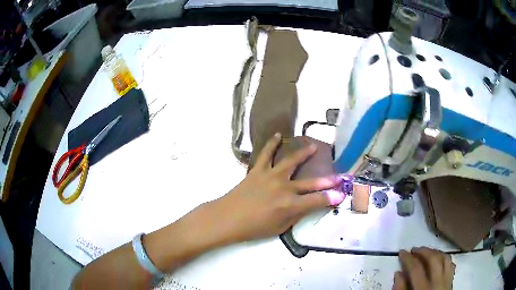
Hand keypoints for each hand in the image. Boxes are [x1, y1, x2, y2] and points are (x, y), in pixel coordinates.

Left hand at [214, 133, 344, 242]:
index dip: (331, 198)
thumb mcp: (279, 228)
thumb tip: (307, 205)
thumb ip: (296, 215)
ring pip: (291, 161)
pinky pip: (266, 153)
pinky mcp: (258, 170)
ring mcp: (271, 176)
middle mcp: (284, 188)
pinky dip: (271, 143)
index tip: (342, 194)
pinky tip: (278, 135)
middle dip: (327, 180)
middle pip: (310, 182)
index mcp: (290, 205)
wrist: (228, 218)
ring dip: (304, 153)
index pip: (317, 201)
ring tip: (313, 146)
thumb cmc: (254, 228)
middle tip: (339, 176)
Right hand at [393, 247, 454, 289]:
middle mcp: (437, 282)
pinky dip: (444, 258)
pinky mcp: (451, 281)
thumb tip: (398, 273)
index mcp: (423, 289)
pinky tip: (439, 259)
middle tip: (414, 249)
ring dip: (435, 252)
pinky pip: (450, 264)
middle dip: (423, 251)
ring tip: (427, 251)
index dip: (408, 258)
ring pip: (444, 258)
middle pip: (433, 259)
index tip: (402, 252)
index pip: (416, 268)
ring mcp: (446, 280)